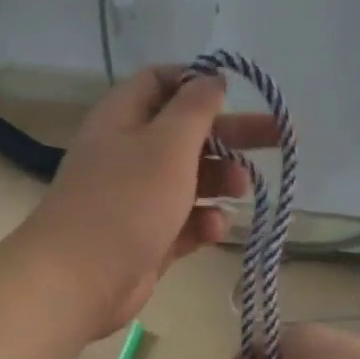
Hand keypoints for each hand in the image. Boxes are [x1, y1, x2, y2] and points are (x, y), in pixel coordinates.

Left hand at [16, 66, 276, 338]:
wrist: (79, 280)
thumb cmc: (126, 202)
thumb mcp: (167, 146)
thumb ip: (195, 110)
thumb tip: (211, 78)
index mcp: (124, 119)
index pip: (161, 83)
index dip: (198, 83)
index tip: (237, 93)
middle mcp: (129, 154)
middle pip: (187, 133)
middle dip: (232, 135)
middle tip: (280, 138)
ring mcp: (137, 199)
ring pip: (190, 180)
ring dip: (220, 181)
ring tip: (243, 189)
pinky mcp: (147, 238)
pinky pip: (184, 221)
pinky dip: (202, 222)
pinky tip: (214, 229)